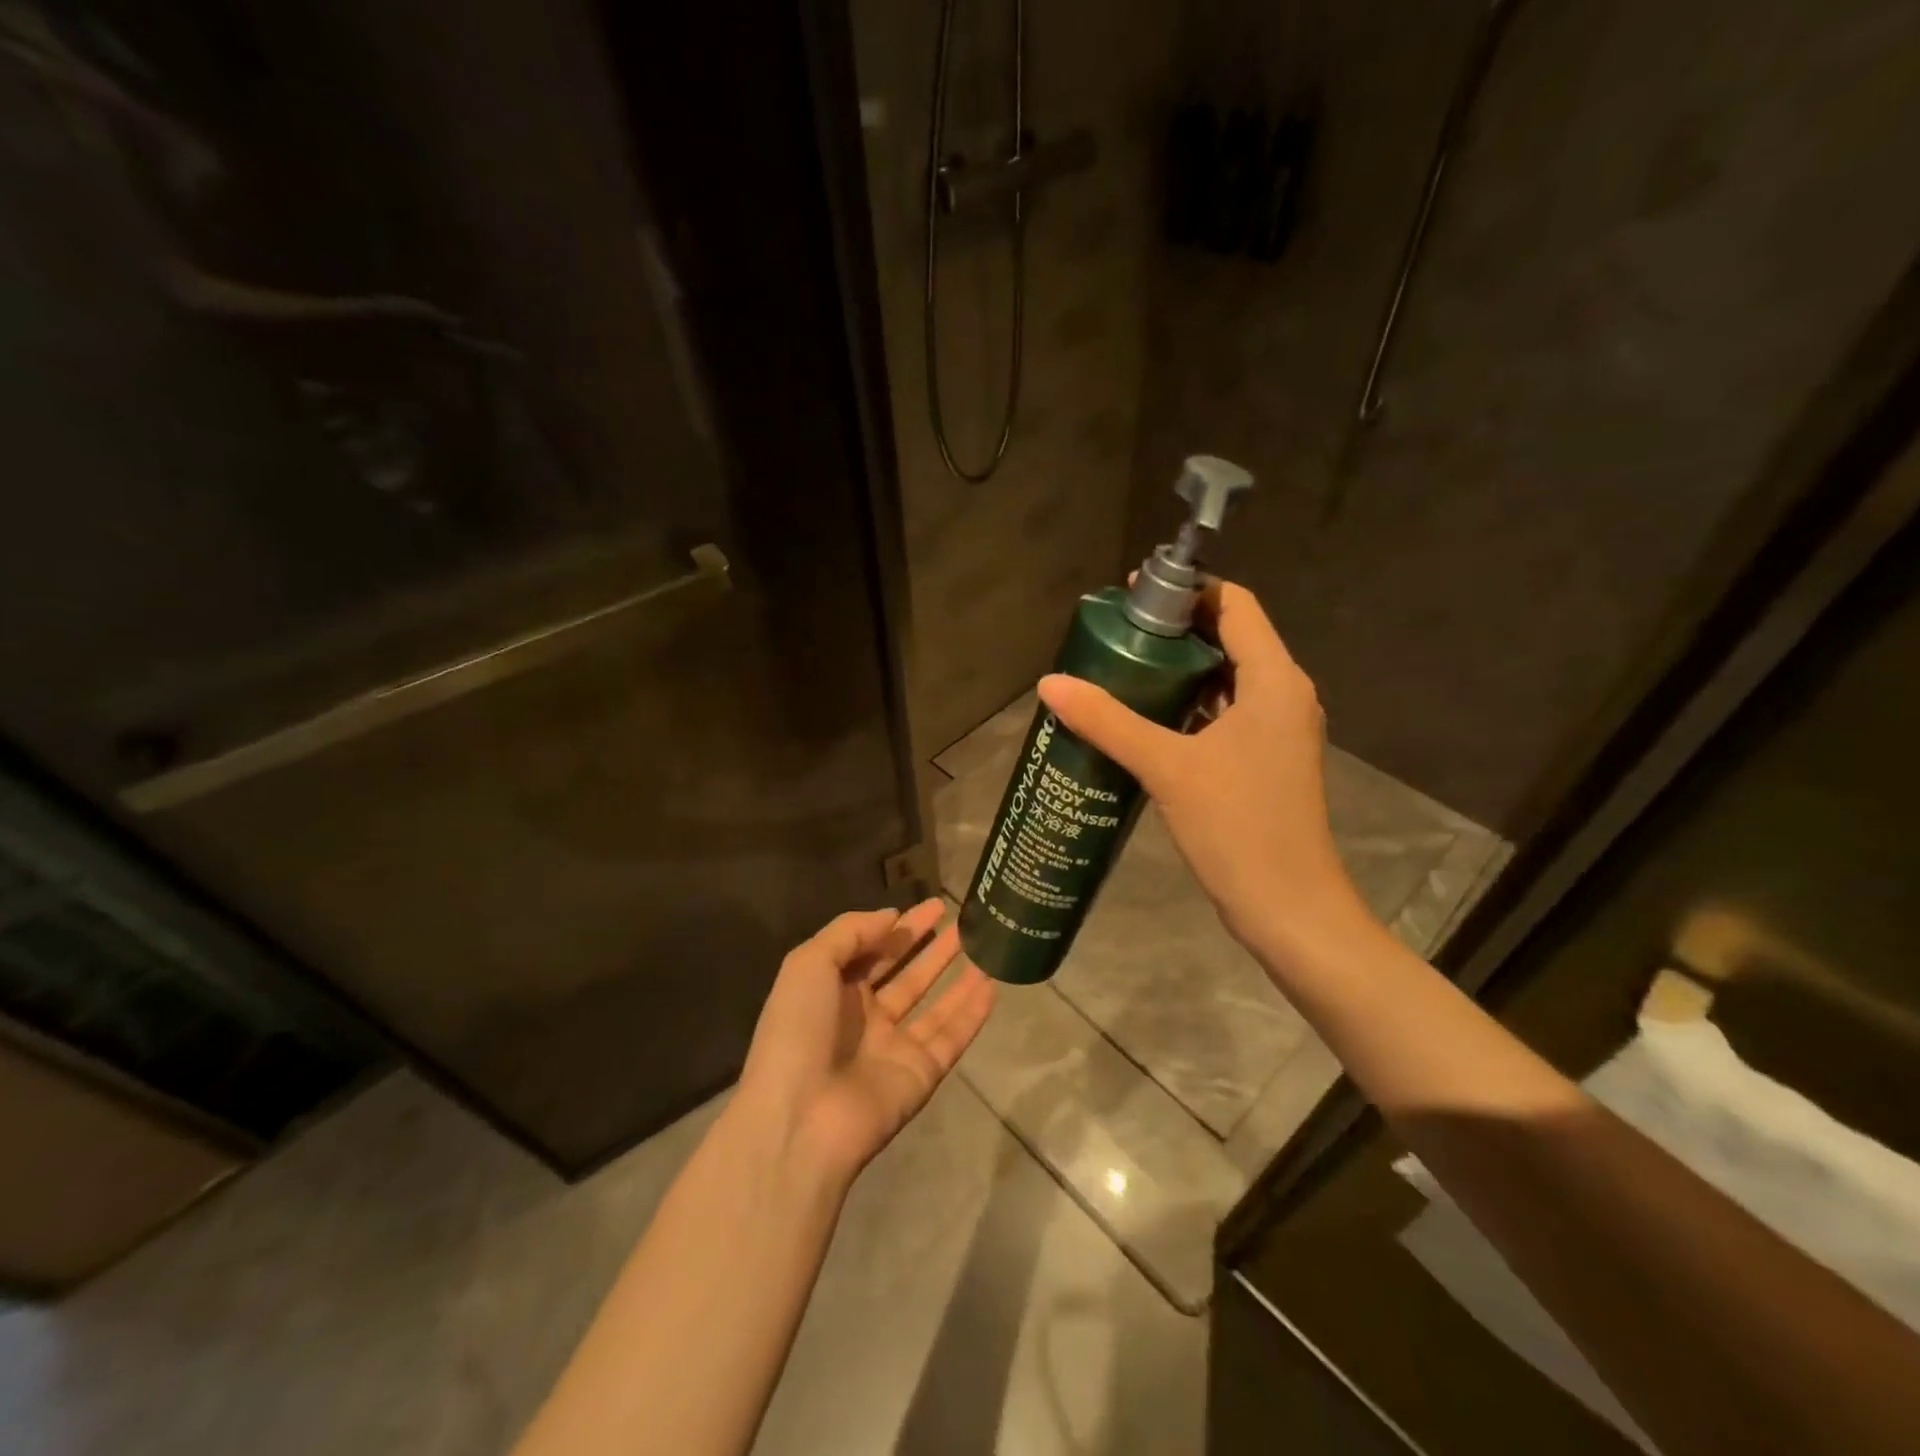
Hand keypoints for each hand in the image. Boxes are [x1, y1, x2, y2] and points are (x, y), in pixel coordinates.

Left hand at [737, 899, 994, 1184]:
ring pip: (934, 1005)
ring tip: (986, 947)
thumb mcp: (809, 963)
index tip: (935, 905)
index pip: (873, 951)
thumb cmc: (798, 1030)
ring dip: (957, 976)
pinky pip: (952, 1037)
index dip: (901, 928)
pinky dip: (972, 1013)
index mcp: (833, 992)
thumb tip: (892, 916)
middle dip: (932, 948)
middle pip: (907, 975)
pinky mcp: (921, 1074)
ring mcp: (894, 1048)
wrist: (801, 1118)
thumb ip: (850, 932)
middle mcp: (865, 1018)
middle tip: (964, 921)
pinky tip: (993, 986)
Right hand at [1038, 580, 1366, 960]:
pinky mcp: (1265, 761)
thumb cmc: (1238, 827)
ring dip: (1178, 671)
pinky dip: (1188, 707)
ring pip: (1226, 679)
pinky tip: (1144, 720)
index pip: (1235, 605)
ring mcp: (1277, 731)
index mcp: (1274, 680)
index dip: (1186, 590)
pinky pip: (1225, 714)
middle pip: (1229, 637)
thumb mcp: (1167, 768)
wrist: (1289, 909)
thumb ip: (1108, 721)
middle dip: (1173, 631)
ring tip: (1120, 671)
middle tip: (1114, 635)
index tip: (1133, 594)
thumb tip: (1049, 683)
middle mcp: (1284, 695)